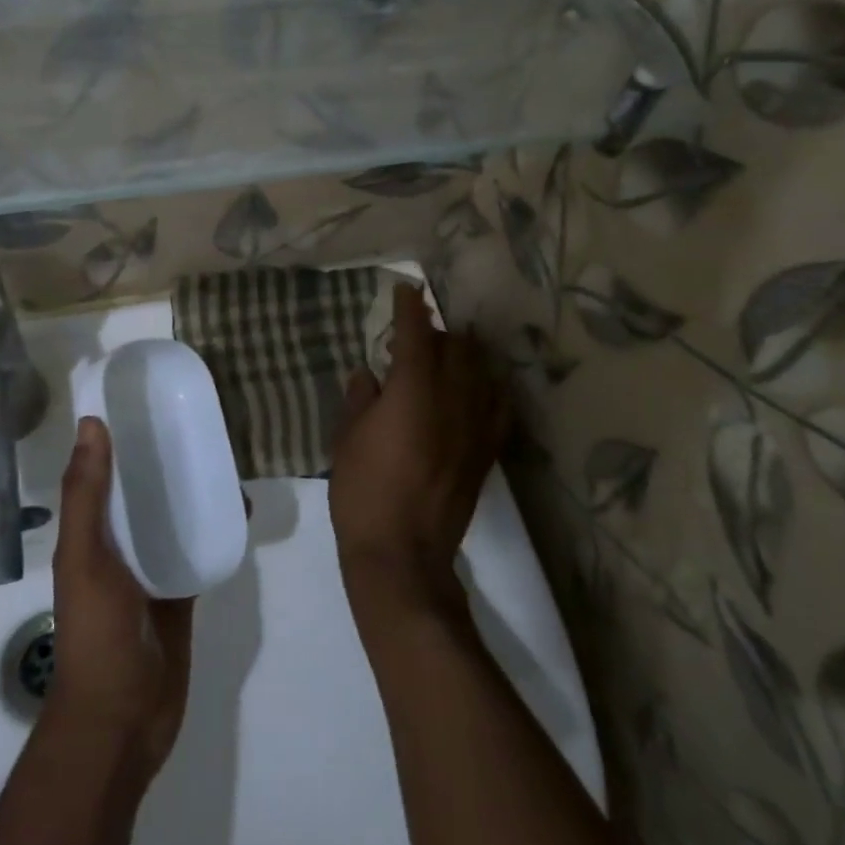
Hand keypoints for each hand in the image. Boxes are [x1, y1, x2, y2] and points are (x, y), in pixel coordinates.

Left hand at [47, 417, 194, 775]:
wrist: (123, 719)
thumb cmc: (97, 634)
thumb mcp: (85, 558)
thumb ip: (87, 496)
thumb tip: (92, 423)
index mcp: (90, 530)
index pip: (104, 470)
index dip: (120, 434)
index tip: (149, 396)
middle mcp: (119, 542)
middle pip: (143, 488)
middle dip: (165, 456)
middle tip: (201, 419)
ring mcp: (153, 567)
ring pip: (174, 514)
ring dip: (193, 488)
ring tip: (226, 453)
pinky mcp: (182, 589)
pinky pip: (199, 546)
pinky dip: (215, 526)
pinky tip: (240, 506)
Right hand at [330, 284, 507, 624]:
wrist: (403, 554)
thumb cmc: (363, 491)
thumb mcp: (346, 439)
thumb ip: (359, 398)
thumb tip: (368, 374)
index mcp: (412, 390)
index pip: (416, 334)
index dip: (411, 308)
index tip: (406, 290)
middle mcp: (451, 399)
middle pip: (455, 347)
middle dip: (437, 332)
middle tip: (416, 335)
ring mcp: (474, 426)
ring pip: (480, 372)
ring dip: (464, 355)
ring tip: (448, 356)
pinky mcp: (486, 452)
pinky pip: (497, 407)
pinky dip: (488, 388)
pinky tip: (480, 388)